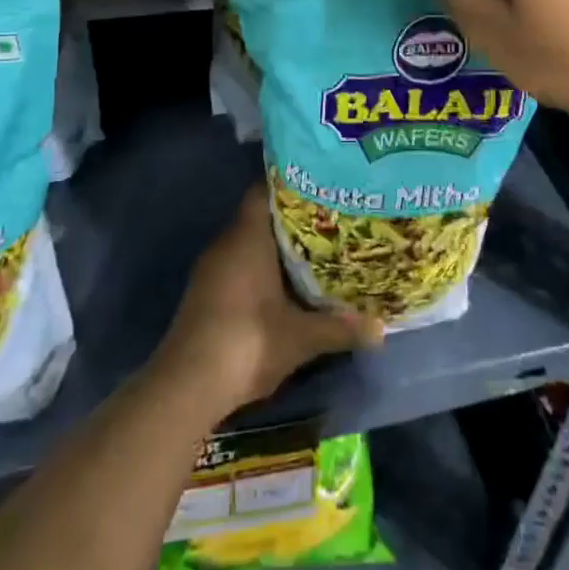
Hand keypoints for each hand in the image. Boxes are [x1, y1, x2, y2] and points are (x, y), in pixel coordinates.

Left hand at [156, 186, 383, 415]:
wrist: (187, 385)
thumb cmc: (248, 342)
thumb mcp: (301, 338)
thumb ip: (340, 328)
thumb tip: (381, 329)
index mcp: (247, 236)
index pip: (265, 190)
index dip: (292, 184)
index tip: (321, 187)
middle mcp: (227, 243)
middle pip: (259, 216)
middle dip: (292, 218)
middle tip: (330, 219)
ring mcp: (212, 268)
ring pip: (248, 242)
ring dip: (276, 246)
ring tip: (315, 249)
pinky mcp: (205, 292)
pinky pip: (238, 264)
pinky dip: (260, 267)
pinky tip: (285, 284)